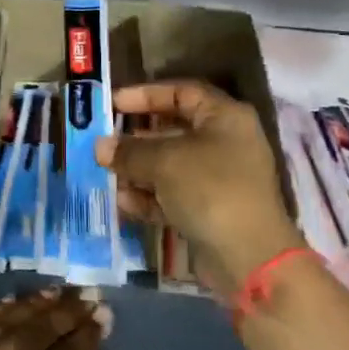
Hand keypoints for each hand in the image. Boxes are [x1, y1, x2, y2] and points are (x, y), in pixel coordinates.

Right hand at [97, 80, 306, 289]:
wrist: (248, 257)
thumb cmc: (210, 189)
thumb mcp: (164, 162)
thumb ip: (129, 151)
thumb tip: (100, 146)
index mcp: (224, 117)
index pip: (181, 92)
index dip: (145, 94)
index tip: (113, 103)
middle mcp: (225, 143)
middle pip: (173, 130)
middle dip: (136, 137)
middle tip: (103, 140)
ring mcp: (218, 179)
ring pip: (170, 165)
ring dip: (137, 169)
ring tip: (106, 173)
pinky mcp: (210, 210)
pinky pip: (173, 195)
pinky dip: (149, 197)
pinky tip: (123, 202)